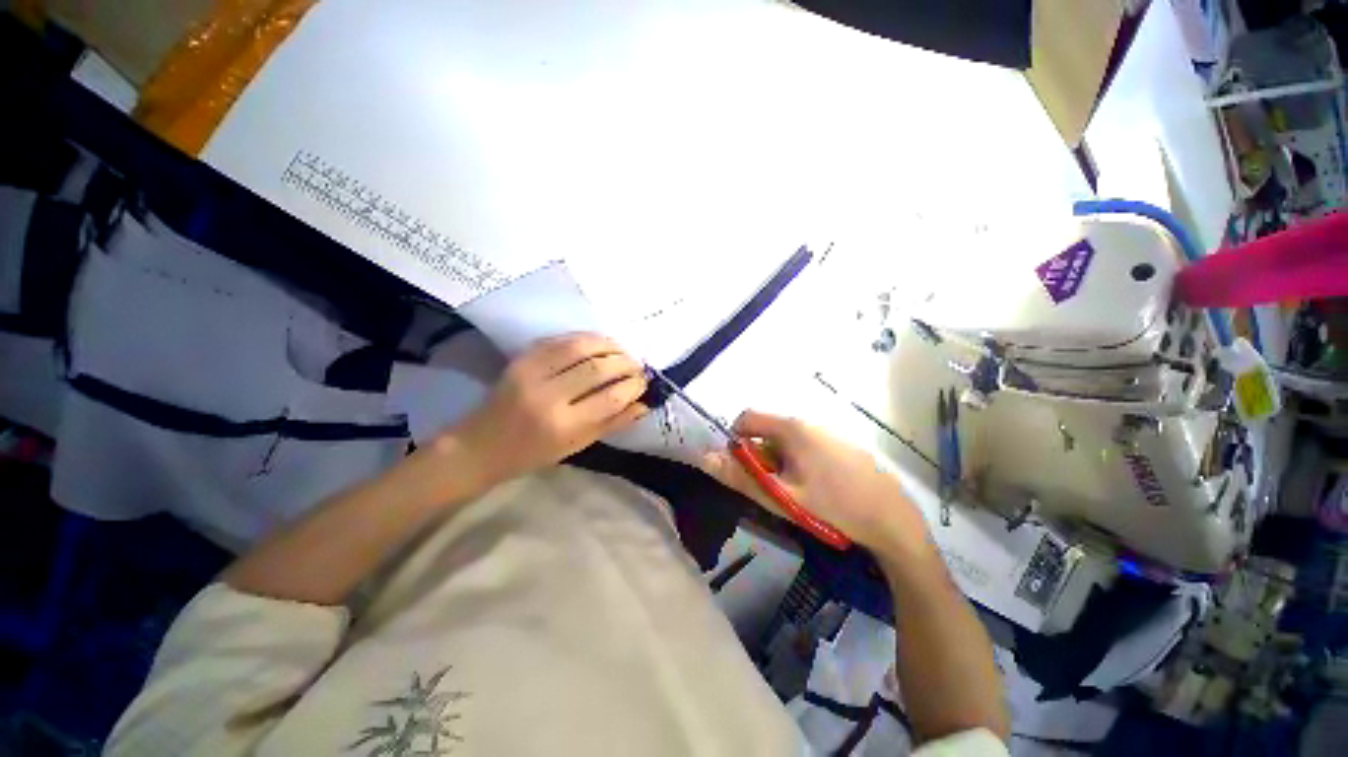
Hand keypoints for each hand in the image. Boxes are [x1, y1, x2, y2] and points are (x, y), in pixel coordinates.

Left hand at [437, 333, 647, 491]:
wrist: (480, 445)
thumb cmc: (532, 453)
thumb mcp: (577, 446)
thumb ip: (612, 423)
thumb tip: (644, 404)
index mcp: (564, 425)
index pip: (611, 398)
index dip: (633, 386)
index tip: (643, 382)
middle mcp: (548, 396)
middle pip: (598, 368)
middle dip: (625, 363)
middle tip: (637, 366)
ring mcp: (531, 373)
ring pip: (580, 347)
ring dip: (608, 345)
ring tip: (622, 351)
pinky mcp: (521, 359)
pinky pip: (560, 340)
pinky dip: (585, 338)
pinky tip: (598, 343)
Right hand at [699, 410, 928, 554]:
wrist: (892, 520)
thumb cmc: (832, 505)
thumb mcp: (780, 495)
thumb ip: (741, 477)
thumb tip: (705, 459)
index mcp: (791, 428)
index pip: (746, 418)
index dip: (736, 441)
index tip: (744, 469)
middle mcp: (808, 422)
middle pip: (767, 431)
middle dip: (760, 457)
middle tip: (772, 487)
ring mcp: (827, 432)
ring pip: (786, 441)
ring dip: (779, 462)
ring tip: (794, 492)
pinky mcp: (840, 445)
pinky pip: (806, 446)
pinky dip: (798, 463)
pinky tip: (816, 489)